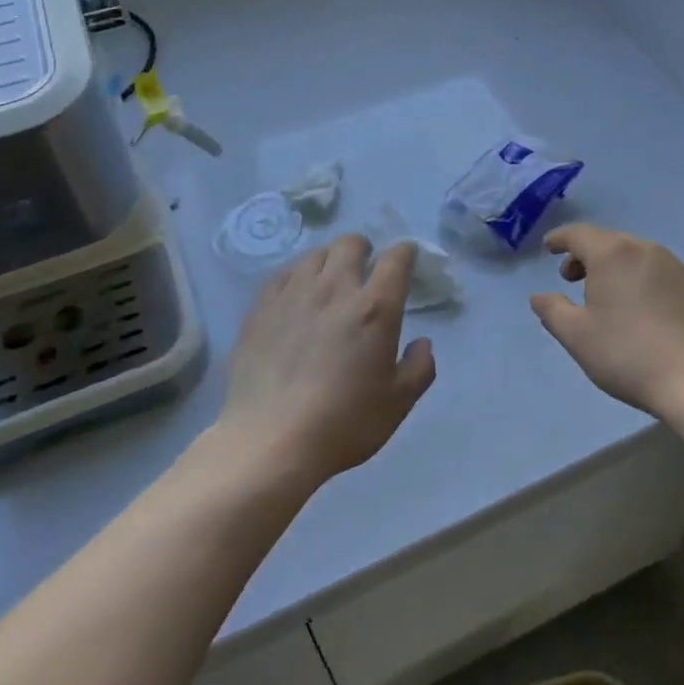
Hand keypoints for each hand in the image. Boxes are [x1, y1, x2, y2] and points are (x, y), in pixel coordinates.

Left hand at [218, 234, 436, 488]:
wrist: (269, 441)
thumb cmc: (343, 423)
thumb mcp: (398, 403)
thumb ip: (419, 367)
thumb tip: (422, 343)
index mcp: (375, 308)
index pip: (396, 259)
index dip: (405, 252)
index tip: (406, 259)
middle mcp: (335, 289)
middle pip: (350, 243)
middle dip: (364, 250)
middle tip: (365, 270)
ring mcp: (293, 294)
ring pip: (315, 255)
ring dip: (330, 261)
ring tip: (329, 282)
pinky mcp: (261, 307)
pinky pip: (283, 274)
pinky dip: (297, 277)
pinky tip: (296, 297)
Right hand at [530, 223, 683, 415]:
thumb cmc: (627, 354)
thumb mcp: (576, 336)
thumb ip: (552, 310)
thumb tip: (539, 296)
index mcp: (613, 254)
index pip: (579, 234)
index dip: (560, 239)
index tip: (549, 248)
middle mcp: (645, 249)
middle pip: (608, 241)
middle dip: (585, 255)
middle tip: (571, 279)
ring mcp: (675, 266)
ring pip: (634, 255)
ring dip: (613, 266)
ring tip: (605, 295)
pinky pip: (656, 270)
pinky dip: (638, 278)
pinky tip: (638, 308)